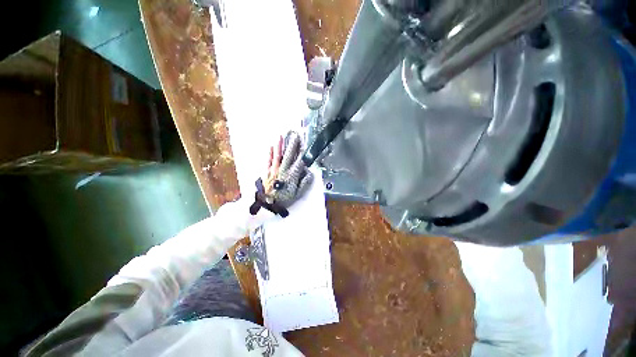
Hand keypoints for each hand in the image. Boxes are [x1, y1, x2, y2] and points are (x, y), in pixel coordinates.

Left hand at [250, 131, 313, 216]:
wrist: (266, 204)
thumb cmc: (283, 200)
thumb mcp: (297, 194)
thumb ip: (304, 183)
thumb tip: (309, 172)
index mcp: (292, 175)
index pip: (299, 162)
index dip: (303, 153)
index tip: (305, 145)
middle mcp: (283, 170)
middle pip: (289, 155)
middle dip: (293, 145)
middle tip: (295, 135)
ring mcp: (274, 169)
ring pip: (278, 155)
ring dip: (280, 145)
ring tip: (281, 136)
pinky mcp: (266, 171)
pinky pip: (268, 160)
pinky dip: (269, 153)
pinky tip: (270, 146)